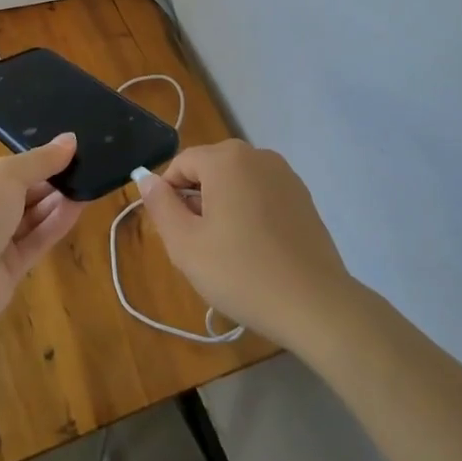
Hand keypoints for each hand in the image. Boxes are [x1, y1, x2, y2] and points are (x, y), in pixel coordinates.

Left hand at [0, 133, 85, 325]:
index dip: (31, 164)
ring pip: (28, 220)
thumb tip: (70, 139)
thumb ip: (41, 159)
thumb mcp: (7, 174)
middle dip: (47, 184)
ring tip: (86, 185)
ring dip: (55, 203)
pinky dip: (55, 225)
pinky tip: (79, 207)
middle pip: (17, 196)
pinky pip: (34, 242)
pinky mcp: (6, 271)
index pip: (0, 172)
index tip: (62, 155)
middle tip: (81, 170)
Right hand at [134, 140, 353, 349]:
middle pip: (210, 170)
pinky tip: (255, 251)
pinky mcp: (303, 197)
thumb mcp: (185, 244)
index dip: (168, 195)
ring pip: (236, 183)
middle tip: (198, 247)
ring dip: (223, 208)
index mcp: (226, 159)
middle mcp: (258, 155)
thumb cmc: (242, 272)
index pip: (181, 164)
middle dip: (196, 201)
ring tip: (227, 252)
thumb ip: (160, 206)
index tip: (173, 233)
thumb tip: (146, 178)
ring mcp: (285, 175)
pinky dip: (249, 214)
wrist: (315, 305)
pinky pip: (261, 195)